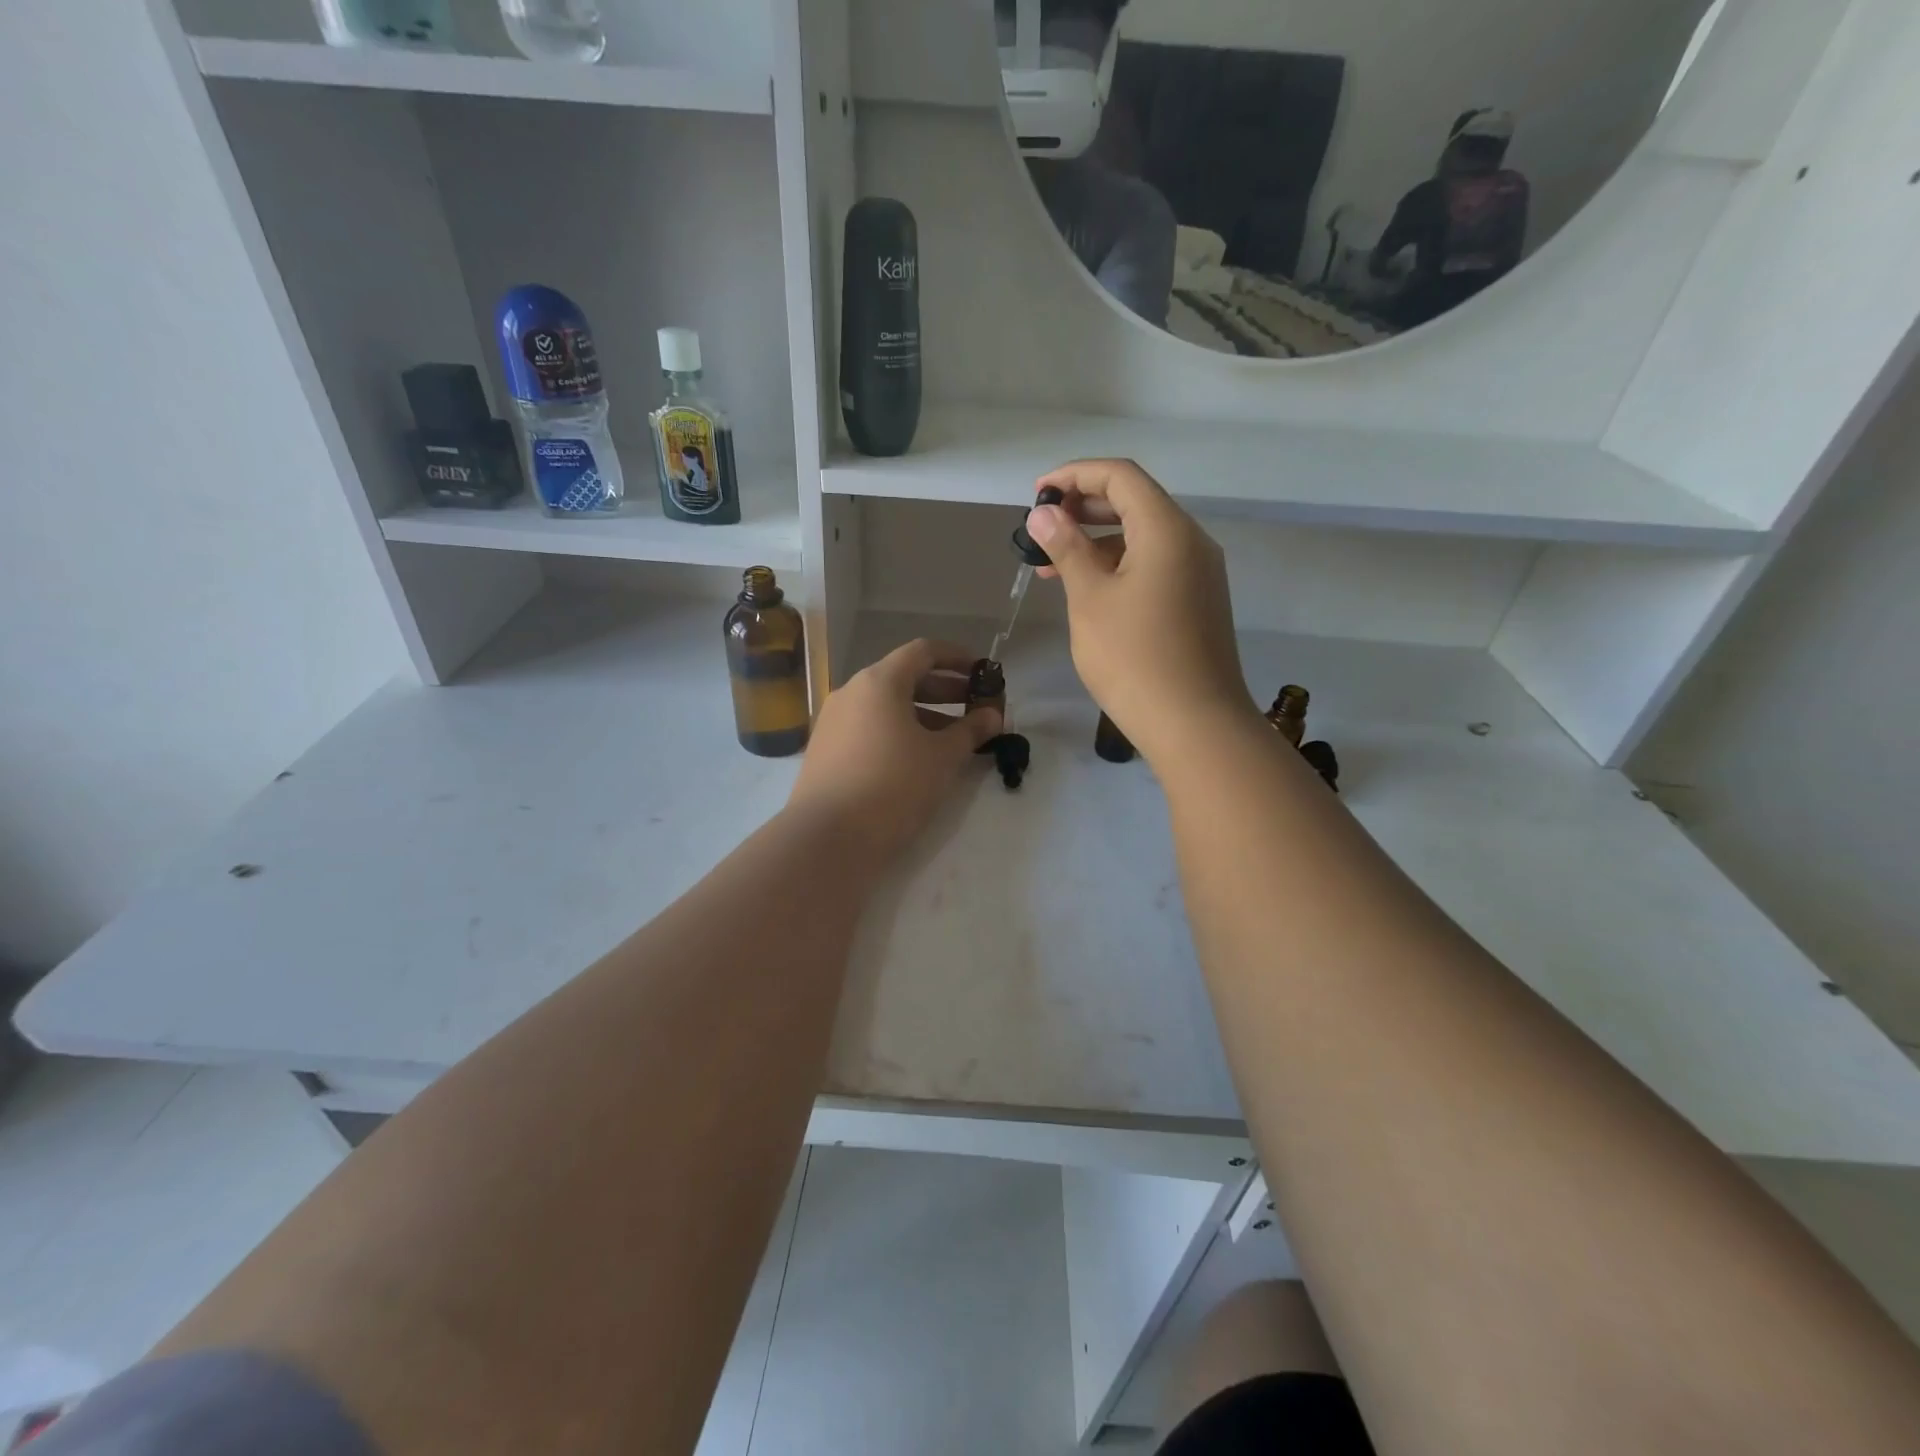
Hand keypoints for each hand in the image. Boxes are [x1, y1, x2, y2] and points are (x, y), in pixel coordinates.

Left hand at [786, 639, 1001, 859]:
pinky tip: (917, 758)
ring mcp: (833, 721)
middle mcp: (851, 692)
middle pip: (904, 677)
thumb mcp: (942, 758)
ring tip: (953, 738)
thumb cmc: (893, 786)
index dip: (957, 658)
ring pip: (886, 706)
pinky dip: (898, 731)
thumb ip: (970, 731)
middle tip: (976, 707)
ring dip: (923, 714)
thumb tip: (993, 716)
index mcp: (879, 682)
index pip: (923, 652)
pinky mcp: (825, 750)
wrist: (828, 838)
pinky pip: (869, 727)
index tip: (983, 672)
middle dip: (944, 690)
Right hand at [1028, 460, 1255, 763]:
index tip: (1036, 494)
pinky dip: (1119, 566)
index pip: (1120, 476)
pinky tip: (1089, 591)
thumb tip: (1044, 514)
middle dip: (1084, 508)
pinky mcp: (1198, 602)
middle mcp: (1191, 541)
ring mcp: (1199, 574)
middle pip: (1135, 502)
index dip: (1074, 475)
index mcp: (1167, 529)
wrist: (1195, 724)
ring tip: (1052, 566)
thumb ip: (1067, 549)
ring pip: (1144, 538)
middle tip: (1041, 528)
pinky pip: (1155, 566)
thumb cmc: (1134, 658)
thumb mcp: (1090, 599)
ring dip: (1098, 541)